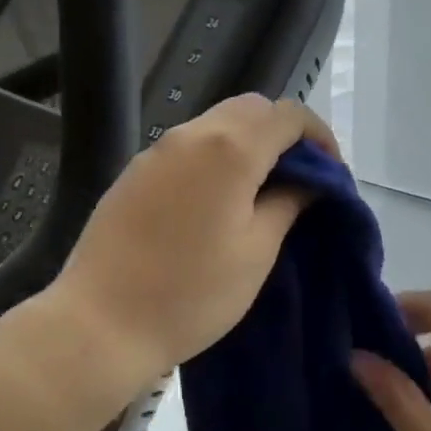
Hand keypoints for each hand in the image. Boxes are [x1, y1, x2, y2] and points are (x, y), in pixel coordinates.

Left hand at [47, 94, 337, 382]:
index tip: (330, 173)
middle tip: (297, 179)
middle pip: (252, 108)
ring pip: (217, 122)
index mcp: (231, 148)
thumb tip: (308, 181)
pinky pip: (188, 145)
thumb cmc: (191, 293)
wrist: (100, 322)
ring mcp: (158, 149)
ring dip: (248, 142)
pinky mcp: (135, 170)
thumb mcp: (256, 251)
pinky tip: (215, 200)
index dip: (319, 136)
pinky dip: (215, 155)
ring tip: (260, 190)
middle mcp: (193, 133)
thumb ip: (288, 203)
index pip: (289, 115)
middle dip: (283, 133)